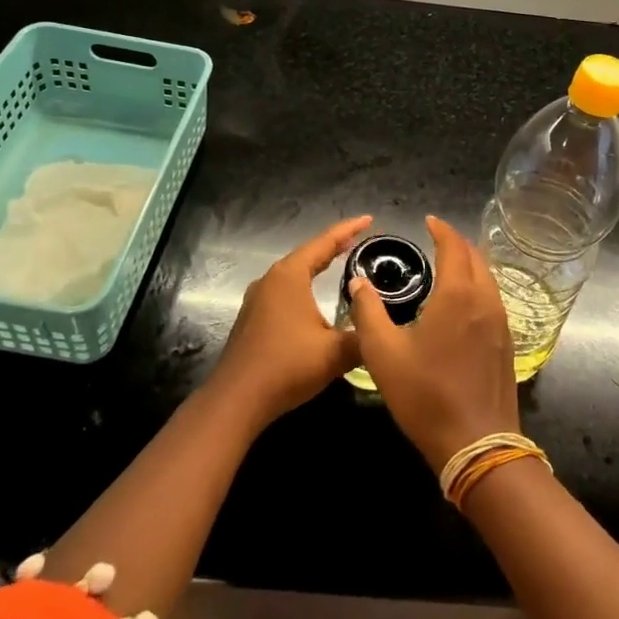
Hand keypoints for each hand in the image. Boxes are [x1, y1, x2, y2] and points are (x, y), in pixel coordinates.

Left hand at [212, 215, 372, 424]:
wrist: (237, 399)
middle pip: (307, 254)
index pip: (325, 243)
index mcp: (290, 276)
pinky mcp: (252, 318)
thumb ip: (364, 338)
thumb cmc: (287, 366)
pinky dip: (304, 285)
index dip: (349, 230)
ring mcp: (258, 298)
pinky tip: (313, 297)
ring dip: (316, 266)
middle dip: (333, 246)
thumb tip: (382, 331)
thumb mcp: (335, 353)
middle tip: (358, 240)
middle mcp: (271, 279)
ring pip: (294, 273)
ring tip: (339, 263)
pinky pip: (284, 291)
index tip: (369, 219)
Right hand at [348, 215, 519, 471]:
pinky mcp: (507, 344)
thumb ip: (368, 313)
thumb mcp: (383, 354)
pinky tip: (464, 302)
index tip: (429, 221)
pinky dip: (479, 286)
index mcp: (457, 294)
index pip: (454, 246)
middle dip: (457, 243)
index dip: (442, 230)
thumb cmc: (426, 395)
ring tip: (449, 266)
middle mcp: (485, 300)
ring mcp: (501, 322)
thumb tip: (357, 283)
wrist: (477, 444)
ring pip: (488, 278)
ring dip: (470, 264)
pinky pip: (494, 299)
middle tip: (436, 240)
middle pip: (476, 257)